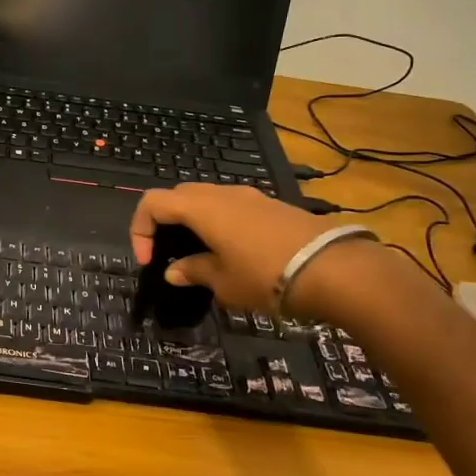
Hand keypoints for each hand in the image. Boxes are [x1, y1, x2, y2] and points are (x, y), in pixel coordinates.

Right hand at [129, 184, 363, 314]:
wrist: (334, 269)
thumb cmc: (265, 275)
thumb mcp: (223, 282)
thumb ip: (193, 271)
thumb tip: (174, 271)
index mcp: (200, 208)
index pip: (152, 203)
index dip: (141, 230)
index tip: (150, 262)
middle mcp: (221, 193)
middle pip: (178, 196)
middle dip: (165, 223)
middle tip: (170, 255)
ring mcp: (249, 196)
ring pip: (207, 200)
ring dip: (194, 222)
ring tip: (201, 256)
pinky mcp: (271, 205)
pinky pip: (232, 207)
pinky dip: (219, 223)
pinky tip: (233, 253)